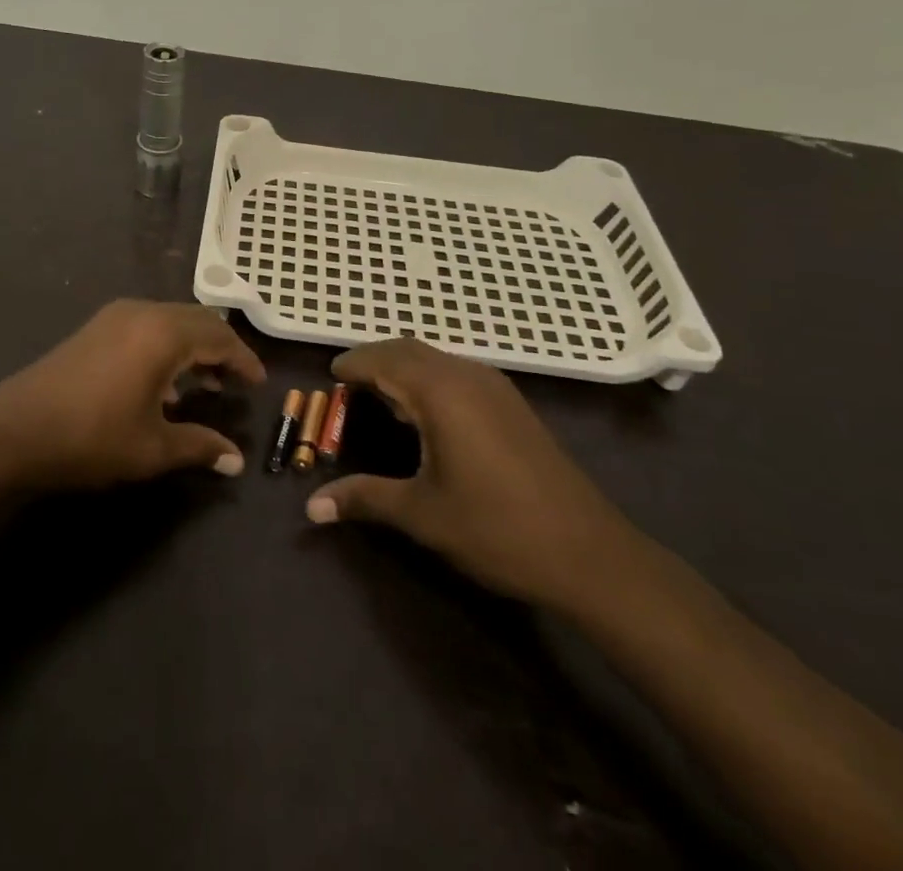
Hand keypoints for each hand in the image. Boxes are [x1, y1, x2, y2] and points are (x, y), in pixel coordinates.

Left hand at [0, 300, 266, 491]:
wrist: (15, 431)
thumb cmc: (92, 437)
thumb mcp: (152, 448)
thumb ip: (200, 447)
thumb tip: (237, 461)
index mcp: (164, 334)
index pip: (220, 338)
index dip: (244, 360)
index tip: (259, 383)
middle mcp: (143, 313)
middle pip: (197, 320)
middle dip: (221, 348)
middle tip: (235, 381)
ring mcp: (115, 316)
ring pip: (171, 320)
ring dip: (193, 346)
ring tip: (205, 384)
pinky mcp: (96, 327)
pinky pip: (147, 325)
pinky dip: (167, 344)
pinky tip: (162, 384)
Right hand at [304, 337, 641, 611]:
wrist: (590, 554)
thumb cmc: (497, 529)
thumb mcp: (422, 514)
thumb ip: (364, 498)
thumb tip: (311, 507)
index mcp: (440, 392)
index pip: (383, 359)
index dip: (353, 364)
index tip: (329, 376)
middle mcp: (466, 376)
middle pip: (408, 349)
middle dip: (375, 360)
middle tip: (348, 386)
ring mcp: (495, 387)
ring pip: (435, 358)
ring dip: (403, 368)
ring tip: (379, 398)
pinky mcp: (512, 404)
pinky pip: (457, 373)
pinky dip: (428, 378)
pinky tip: (425, 415)